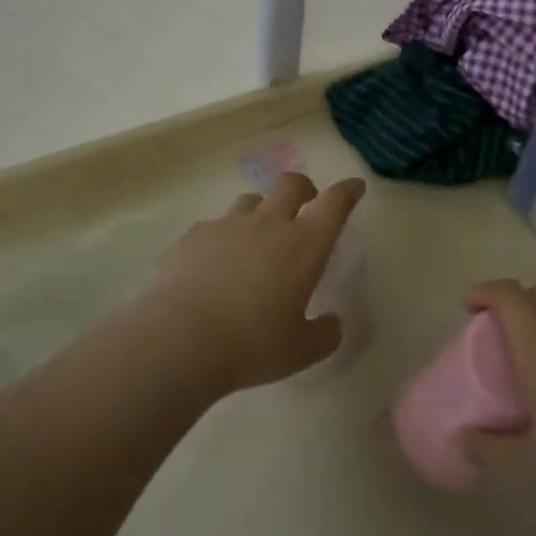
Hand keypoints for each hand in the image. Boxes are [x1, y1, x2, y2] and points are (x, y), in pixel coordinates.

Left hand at [142, 173, 365, 393]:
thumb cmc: (252, 344)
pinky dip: (223, 235)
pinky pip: (215, 224)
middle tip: (306, 202)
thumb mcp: (301, 351)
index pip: (334, 204)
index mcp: (305, 245)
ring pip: (251, 199)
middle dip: (304, 188)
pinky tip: (216, 260)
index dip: (347, 191)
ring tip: (259, 233)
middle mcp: (269, 224)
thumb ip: (324, 335)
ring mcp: (228, 225)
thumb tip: (333, 324)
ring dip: (262, 209)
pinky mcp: (195, 235)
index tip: (354, 187)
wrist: (181, 338)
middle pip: (291, 184)